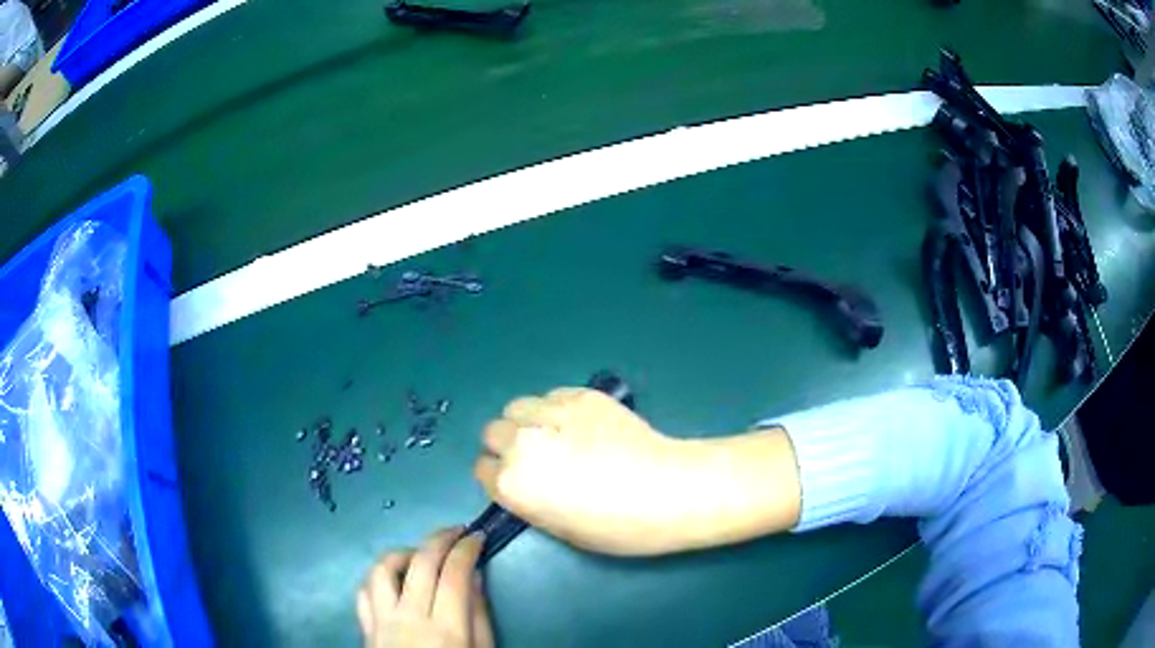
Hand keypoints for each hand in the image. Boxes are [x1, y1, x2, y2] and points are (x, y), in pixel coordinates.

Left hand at [358, 528, 494, 647]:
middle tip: (456, 531)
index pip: (454, 573)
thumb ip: (478, 615)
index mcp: (446, 629)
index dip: (467, 548)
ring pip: (383, 569)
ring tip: (421, 555)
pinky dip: (379, 578)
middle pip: (420, 563)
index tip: (478, 536)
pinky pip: (364, 591)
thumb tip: (474, 575)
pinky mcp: (365, 627)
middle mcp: (409, 618)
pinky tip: (394, 581)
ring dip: (404, 553)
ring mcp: (382, 621)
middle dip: (440, 538)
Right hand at [474, 388, 802, 554]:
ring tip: (555, 434)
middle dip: (508, 445)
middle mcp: (521, 443)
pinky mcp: (580, 395)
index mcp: (511, 484)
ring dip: (527, 421)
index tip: (518, 480)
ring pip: (517, 407)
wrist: (667, 490)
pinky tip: (581, 424)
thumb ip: (529, 500)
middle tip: (538, 457)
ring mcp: (551, 413)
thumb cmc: (616, 526)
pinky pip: (551, 396)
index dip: (499, 476)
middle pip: (493, 432)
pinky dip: (556, 408)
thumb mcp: (559, 527)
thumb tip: (526, 481)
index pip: (482, 469)